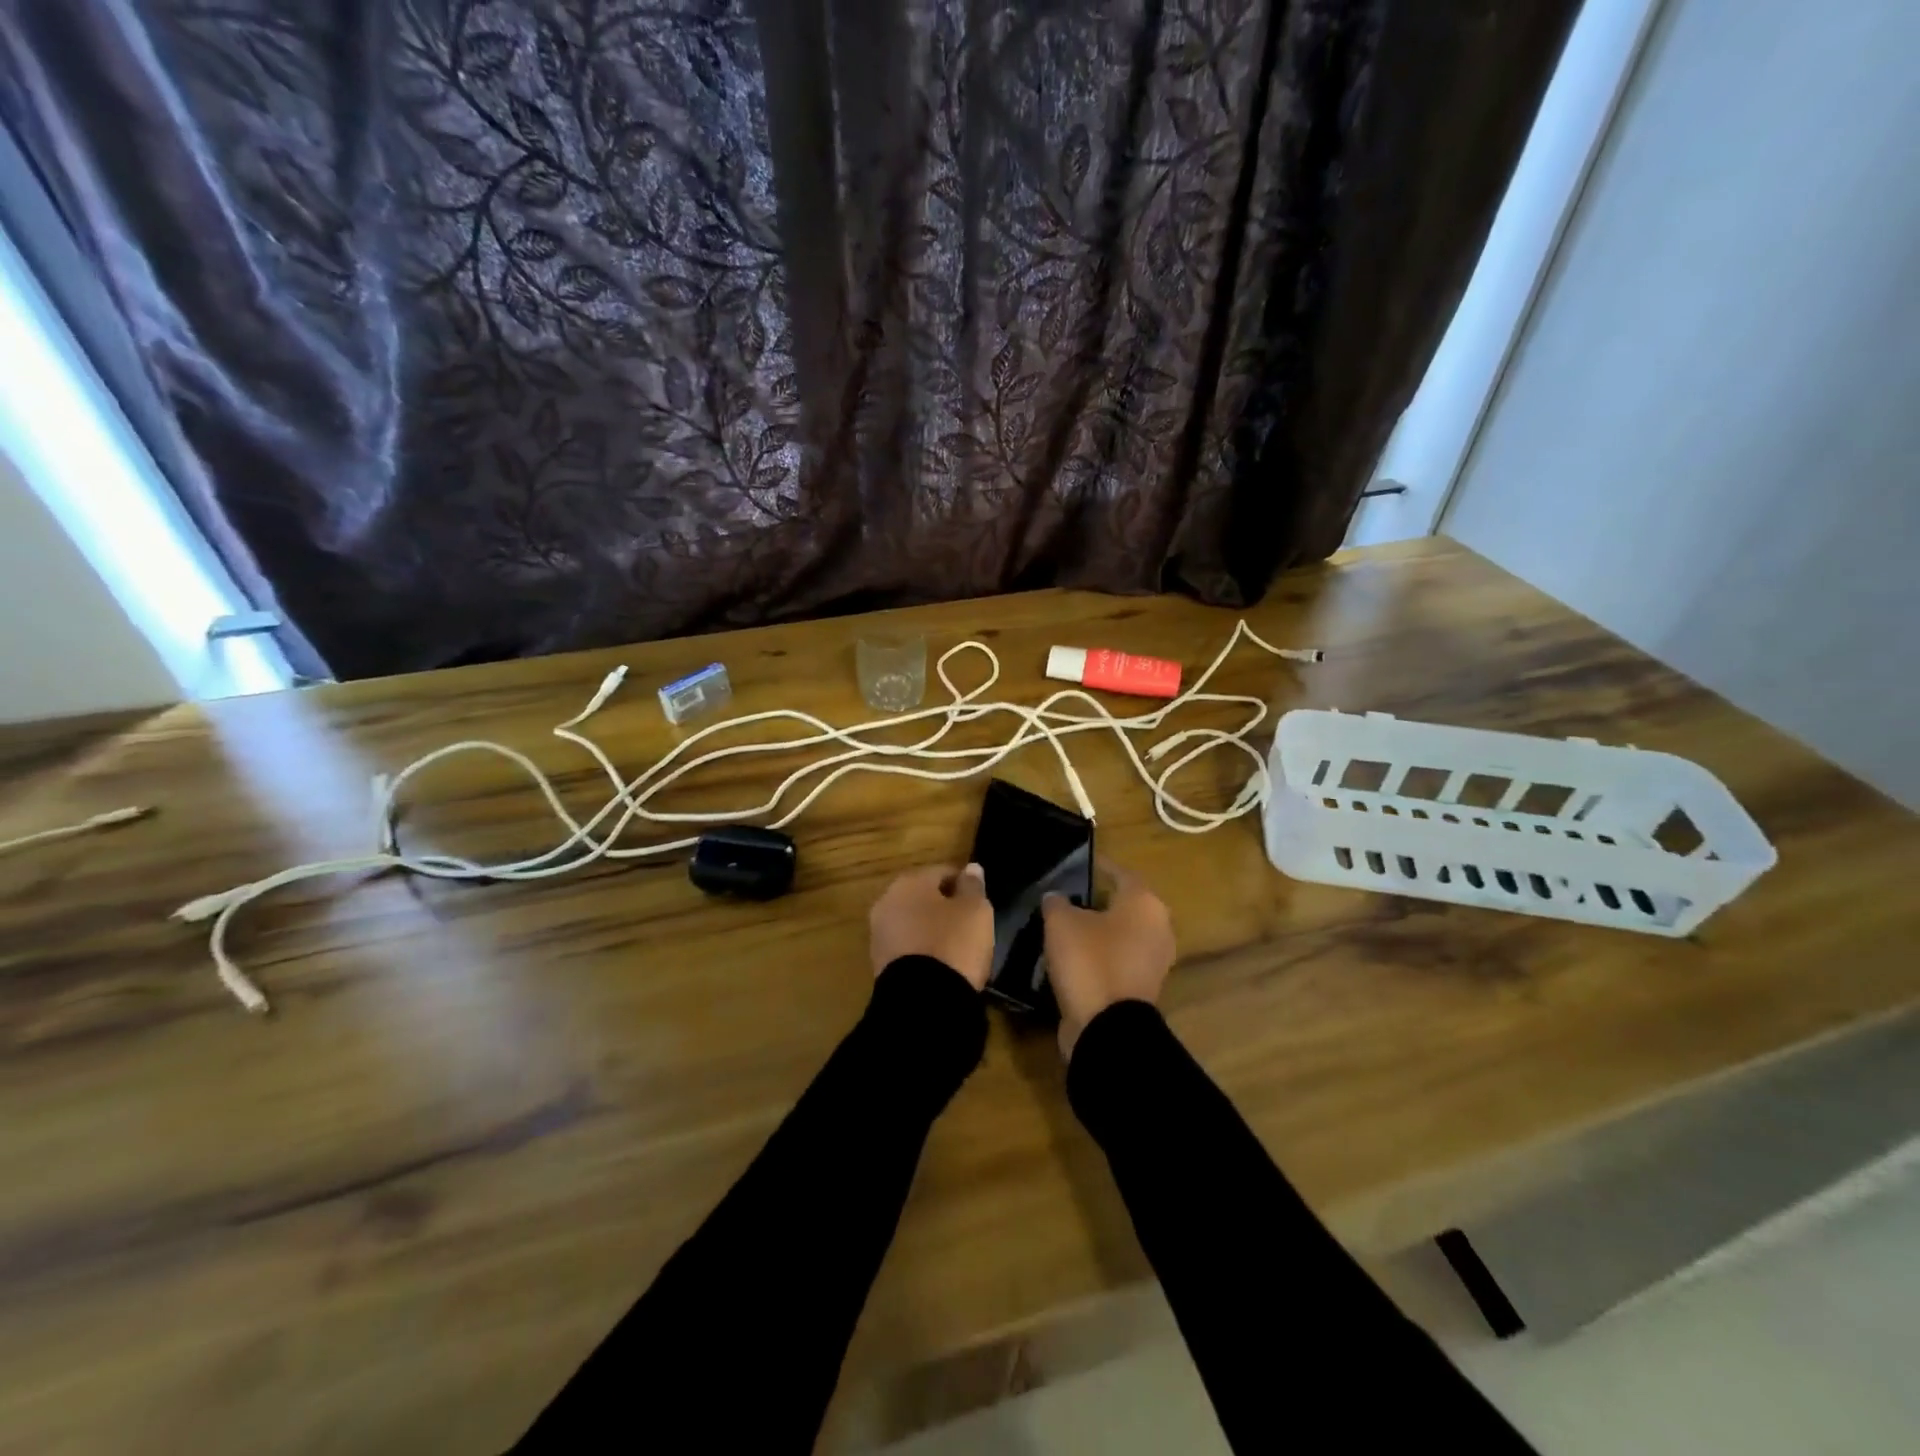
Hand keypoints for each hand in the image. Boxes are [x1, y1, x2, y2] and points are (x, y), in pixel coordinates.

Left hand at [869, 863, 993, 990]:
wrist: (922, 1002)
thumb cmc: (952, 944)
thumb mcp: (976, 911)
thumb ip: (973, 886)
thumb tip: (970, 868)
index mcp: (909, 882)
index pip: (942, 872)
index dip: (965, 885)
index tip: (980, 902)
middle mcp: (887, 902)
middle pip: (924, 898)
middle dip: (945, 908)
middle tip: (970, 925)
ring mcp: (879, 935)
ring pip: (914, 924)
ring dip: (933, 931)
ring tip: (958, 949)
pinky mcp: (879, 965)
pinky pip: (908, 949)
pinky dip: (924, 953)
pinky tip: (942, 966)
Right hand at [1041, 862, 1174, 1061]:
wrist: (1107, 1028)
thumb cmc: (1089, 961)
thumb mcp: (1061, 923)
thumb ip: (1057, 902)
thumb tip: (1057, 897)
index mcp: (1144, 903)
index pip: (1120, 873)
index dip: (1097, 867)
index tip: (1077, 865)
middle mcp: (1158, 928)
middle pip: (1124, 905)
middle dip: (1097, 901)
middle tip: (1067, 898)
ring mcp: (1154, 961)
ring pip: (1122, 935)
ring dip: (1098, 932)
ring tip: (1065, 928)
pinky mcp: (1143, 988)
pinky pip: (1118, 962)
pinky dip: (1100, 958)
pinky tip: (1074, 959)